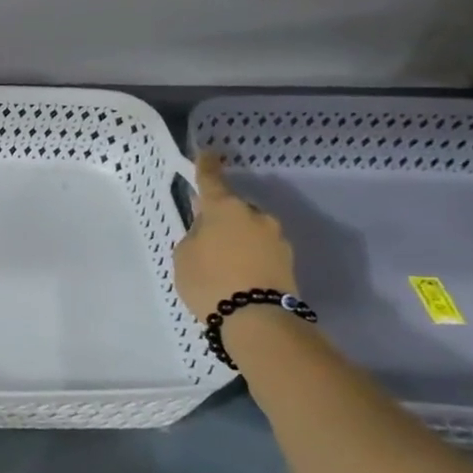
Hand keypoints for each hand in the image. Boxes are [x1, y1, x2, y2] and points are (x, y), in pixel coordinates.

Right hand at [173, 152, 298, 322]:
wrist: (257, 319)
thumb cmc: (210, 281)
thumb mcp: (185, 256)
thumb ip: (195, 236)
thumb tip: (208, 232)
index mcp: (224, 208)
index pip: (211, 180)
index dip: (206, 166)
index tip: (207, 153)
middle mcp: (254, 215)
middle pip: (232, 210)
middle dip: (220, 219)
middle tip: (205, 240)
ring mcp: (276, 237)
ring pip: (248, 230)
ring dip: (236, 240)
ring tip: (222, 265)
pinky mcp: (287, 260)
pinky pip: (260, 250)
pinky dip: (248, 257)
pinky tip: (237, 275)